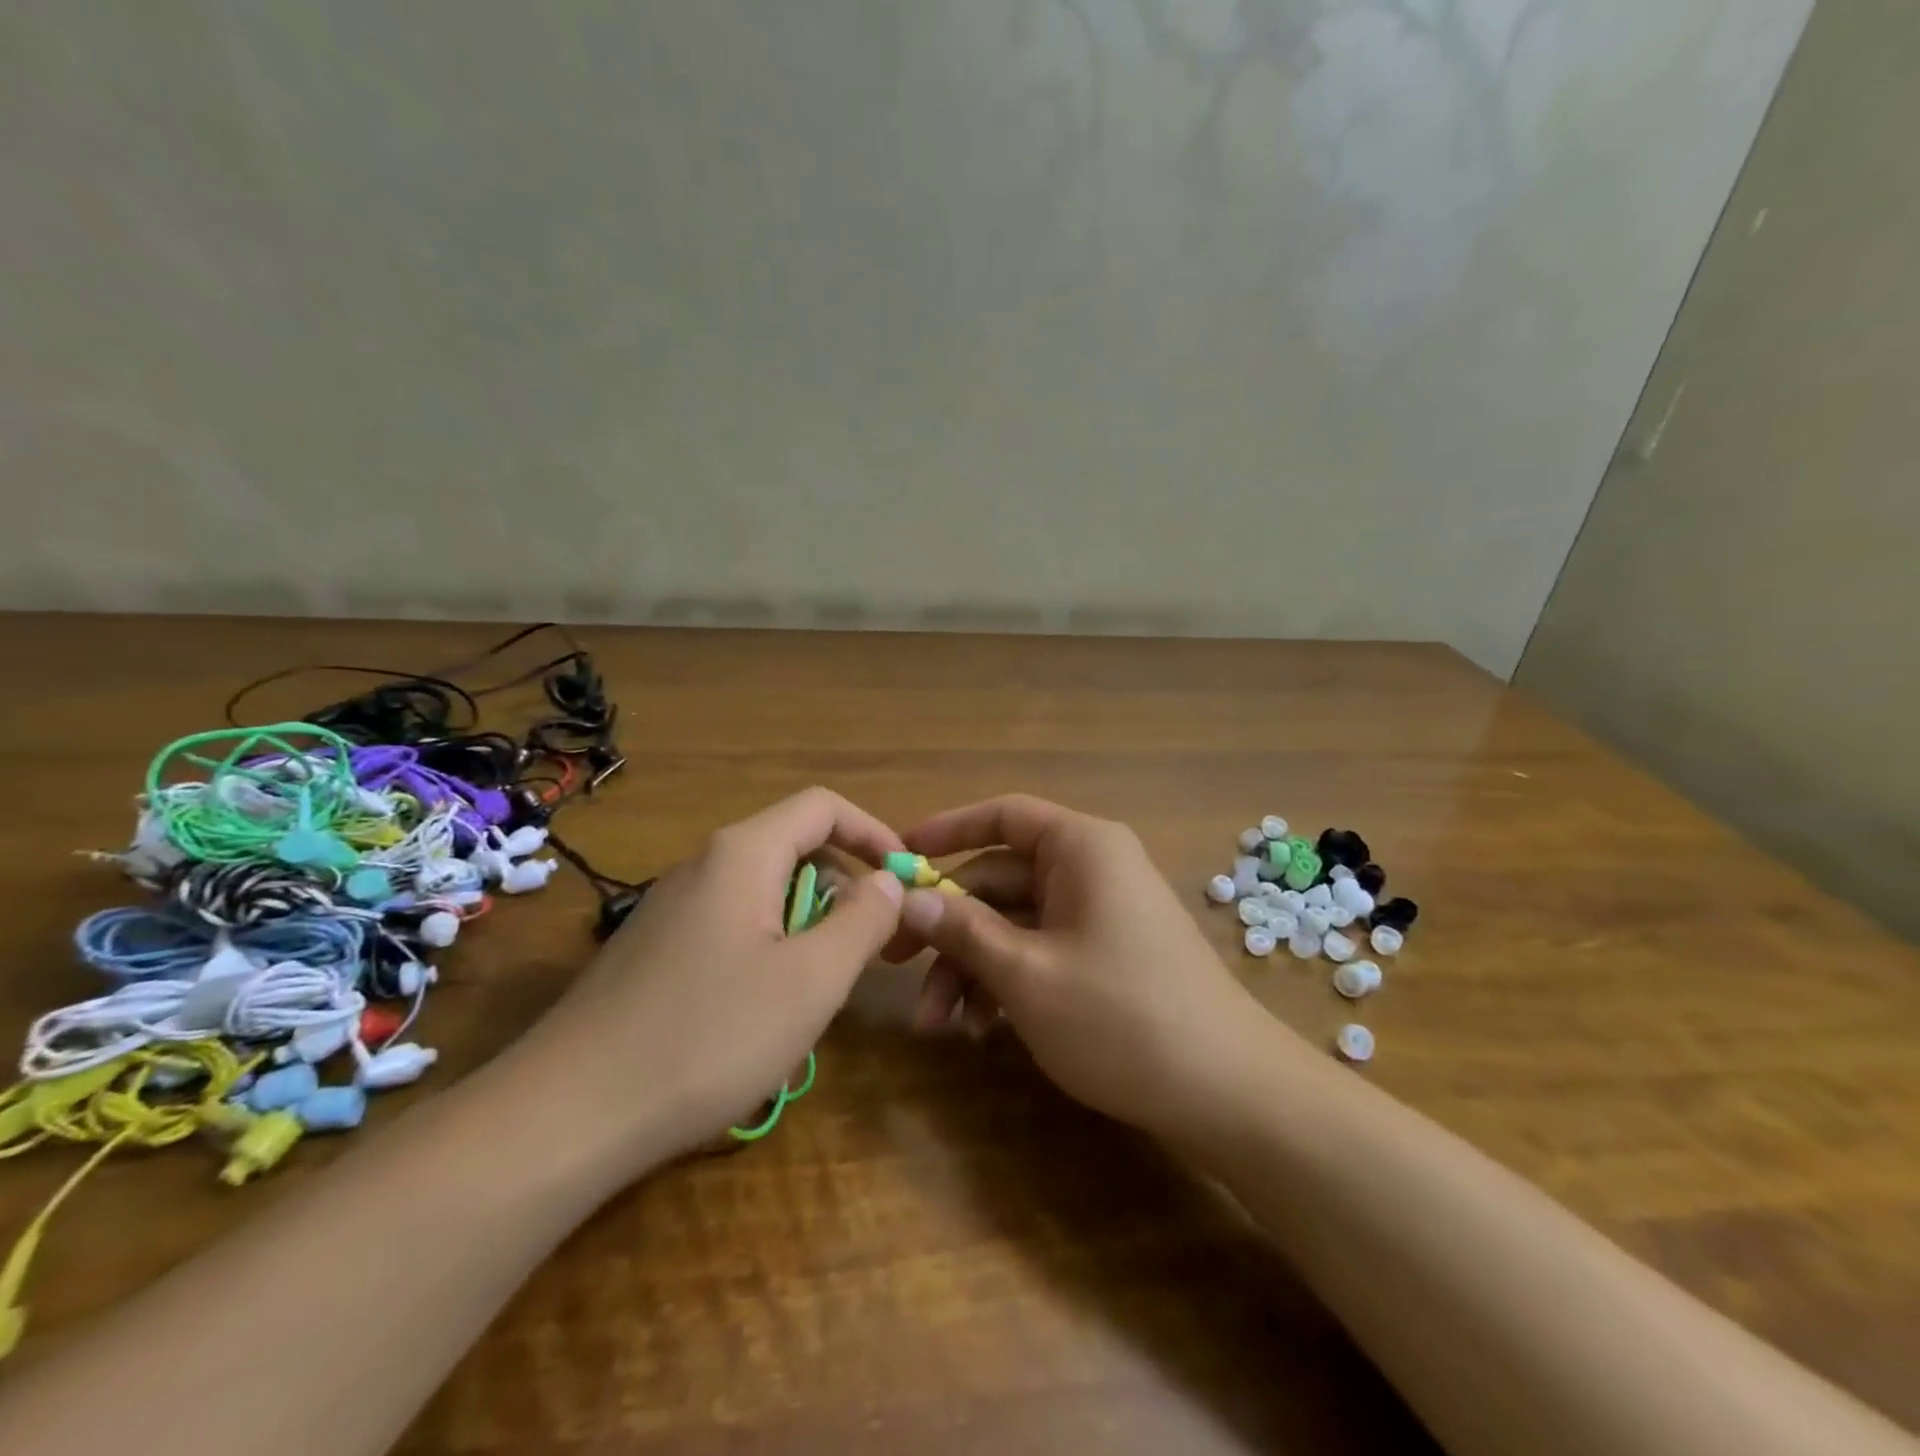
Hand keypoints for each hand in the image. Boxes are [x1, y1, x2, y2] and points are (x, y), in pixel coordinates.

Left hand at [503, 789, 906, 1170]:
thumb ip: (863, 920)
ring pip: (764, 895)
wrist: (565, 1117)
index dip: (874, 833)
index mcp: (743, 854)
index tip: (906, 879)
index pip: (823, 807)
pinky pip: (732, 929)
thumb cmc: (707, 1036)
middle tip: (872, 949)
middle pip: (795, 849)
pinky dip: (769, 952)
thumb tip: (887, 881)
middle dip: (845, 889)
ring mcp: (672, 909)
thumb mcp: (811, 980)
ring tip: (821, 990)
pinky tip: (762, 1016)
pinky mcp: (654, 952)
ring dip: (808, 928)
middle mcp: (703, 866)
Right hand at [887, 795, 1294, 1142]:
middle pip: (1000, 878)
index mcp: (1081, 848)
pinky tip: (983, 1031)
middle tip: (894, 965)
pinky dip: (1008, 982)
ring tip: (938, 1025)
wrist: (1229, 1094)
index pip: (1002, 815)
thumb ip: (963, 929)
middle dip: (949, 927)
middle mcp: (1092, 869)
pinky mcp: (1107, 956)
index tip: (897, 859)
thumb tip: (908, 898)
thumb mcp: (1026, 974)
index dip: (946, 831)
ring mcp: (1101, 914)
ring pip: (1016, 923)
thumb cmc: (1121, 1017)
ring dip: (973, 966)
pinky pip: (1043, 951)